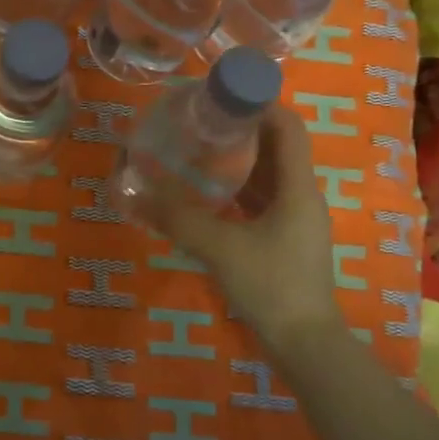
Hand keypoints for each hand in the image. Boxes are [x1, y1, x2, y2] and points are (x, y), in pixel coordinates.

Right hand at [146, 105, 337, 359]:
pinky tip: (210, 195)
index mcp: (298, 187)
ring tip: (200, 151)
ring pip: (270, 177)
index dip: (261, 104)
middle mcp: (302, 197)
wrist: (304, 344)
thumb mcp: (220, 247)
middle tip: (201, 121)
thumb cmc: (271, 285)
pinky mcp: (286, 242)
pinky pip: (263, 202)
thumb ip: (178, 219)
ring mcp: (296, 222)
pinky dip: (239, 191)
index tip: (223, 95)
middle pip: (278, 148)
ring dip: (240, 161)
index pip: (288, 127)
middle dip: (243, 130)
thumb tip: (134, 194)